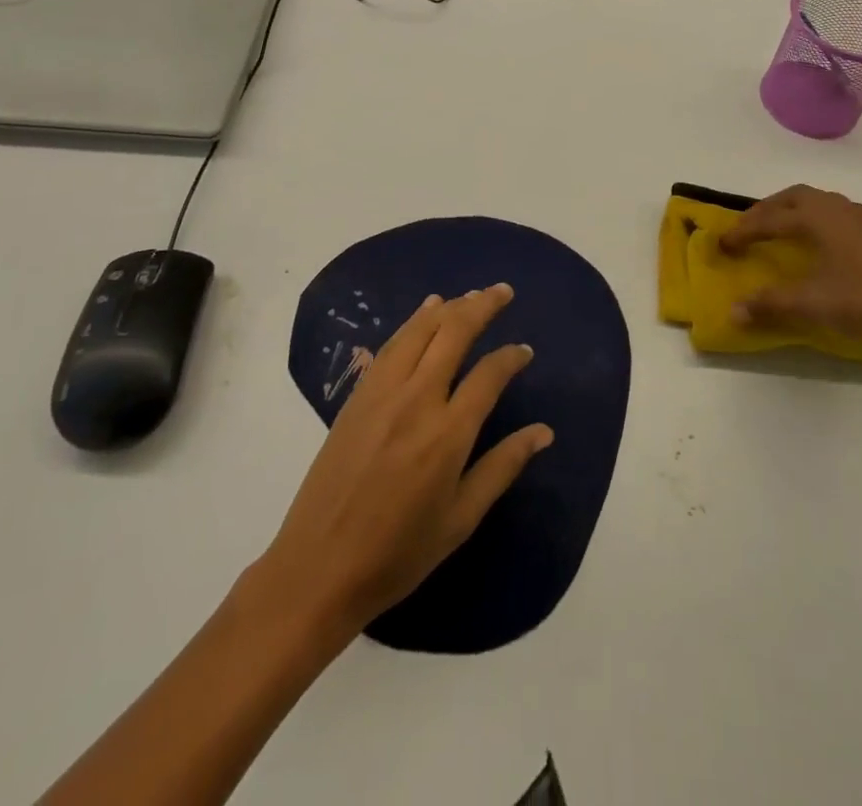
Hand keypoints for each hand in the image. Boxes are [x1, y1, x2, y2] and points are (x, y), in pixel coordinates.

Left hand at [259, 284, 553, 639]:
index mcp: (448, 433)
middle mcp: (417, 400)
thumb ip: (502, 467)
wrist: (318, 569)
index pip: (489, 374)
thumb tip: (544, 432)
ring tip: (469, 295)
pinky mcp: (357, 396)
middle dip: (482, 306)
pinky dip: (413, 322)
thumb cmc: (398, 553)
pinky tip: (424, 313)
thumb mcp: (460, 519)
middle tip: (503, 291)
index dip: (511, 358)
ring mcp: (382, 393)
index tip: (525, 351)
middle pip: (454, 333)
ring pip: (420, 330)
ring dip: (448, 307)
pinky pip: (391, 345)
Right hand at [718, 185, 861, 374]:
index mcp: (818, 217)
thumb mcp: (810, 303)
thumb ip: (770, 303)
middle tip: (747, 228)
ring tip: (779, 230)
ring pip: (818, 202)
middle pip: (794, 197)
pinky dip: (817, 219)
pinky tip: (819, 241)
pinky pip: (837, 213)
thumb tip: (733, 312)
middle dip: (766, 210)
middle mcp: (838, 208)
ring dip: (793, 211)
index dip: (743, 231)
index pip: (770, 220)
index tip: (722, 244)